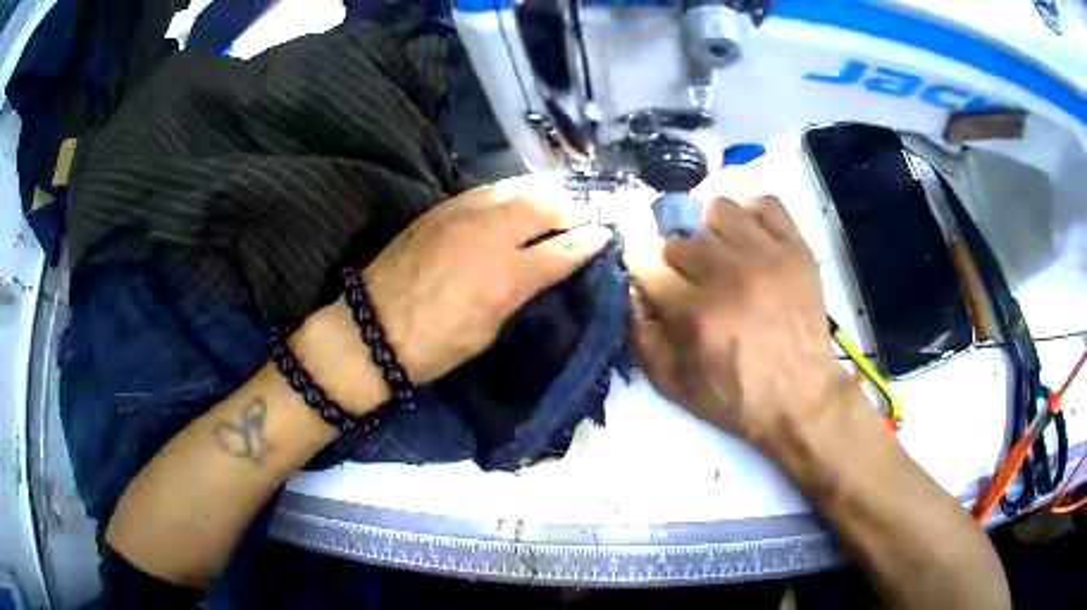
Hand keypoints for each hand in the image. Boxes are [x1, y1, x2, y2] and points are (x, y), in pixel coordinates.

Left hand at [302, 176, 610, 409]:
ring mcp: (463, 213)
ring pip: (516, 188)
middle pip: (544, 205)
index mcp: (507, 276)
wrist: (373, 327)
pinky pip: (488, 190)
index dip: (589, 241)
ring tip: (554, 202)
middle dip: (570, 208)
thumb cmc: (437, 344)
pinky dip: (510, 192)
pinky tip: (514, 200)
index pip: (563, 250)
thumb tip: (545, 267)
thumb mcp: (490, 327)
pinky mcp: (442, 208)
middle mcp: (490, 234)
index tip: (604, 234)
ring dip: (542, 193)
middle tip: (580, 216)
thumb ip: (522, 290)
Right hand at [626, 195, 850, 445]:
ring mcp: (767, 256)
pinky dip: (752, 215)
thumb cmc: (736, 399)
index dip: (640, 264)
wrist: (802, 399)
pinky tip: (750, 238)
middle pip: (680, 237)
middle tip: (688, 276)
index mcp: (695, 313)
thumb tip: (629, 290)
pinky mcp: (797, 249)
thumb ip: (642, 338)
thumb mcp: (674, 386)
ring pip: (719, 209)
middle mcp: (729, 275)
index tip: (646, 271)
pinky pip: (766, 203)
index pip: (646, 260)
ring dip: (710, 229)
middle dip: (674, 256)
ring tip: (721, 252)